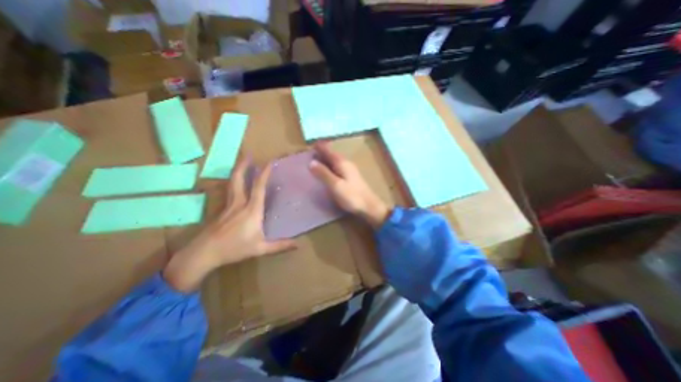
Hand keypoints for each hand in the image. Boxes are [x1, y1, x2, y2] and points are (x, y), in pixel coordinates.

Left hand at [162, 155, 297, 291]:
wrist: (203, 254)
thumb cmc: (234, 249)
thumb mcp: (260, 248)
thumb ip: (280, 245)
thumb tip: (298, 244)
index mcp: (251, 210)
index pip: (259, 187)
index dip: (264, 173)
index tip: (270, 161)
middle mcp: (239, 203)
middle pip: (239, 179)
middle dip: (244, 165)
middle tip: (248, 154)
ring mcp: (228, 206)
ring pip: (231, 184)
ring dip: (237, 172)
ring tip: (241, 163)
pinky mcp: (221, 211)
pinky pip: (228, 192)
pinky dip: (233, 183)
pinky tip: (235, 185)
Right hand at [310, 142, 391, 227]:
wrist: (369, 206)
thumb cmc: (351, 196)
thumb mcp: (335, 185)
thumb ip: (323, 173)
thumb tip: (311, 162)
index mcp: (342, 163)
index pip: (328, 151)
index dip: (319, 147)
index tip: (310, 144)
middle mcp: (346, 163)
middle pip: (332, 154)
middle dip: (322, 152)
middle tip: (310, 153)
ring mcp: (350, 170)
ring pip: (335, 161)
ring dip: (326, 159)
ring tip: (316, 160)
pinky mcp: (351, 177)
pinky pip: (338, 167)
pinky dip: (330, 166)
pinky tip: (328, 171)